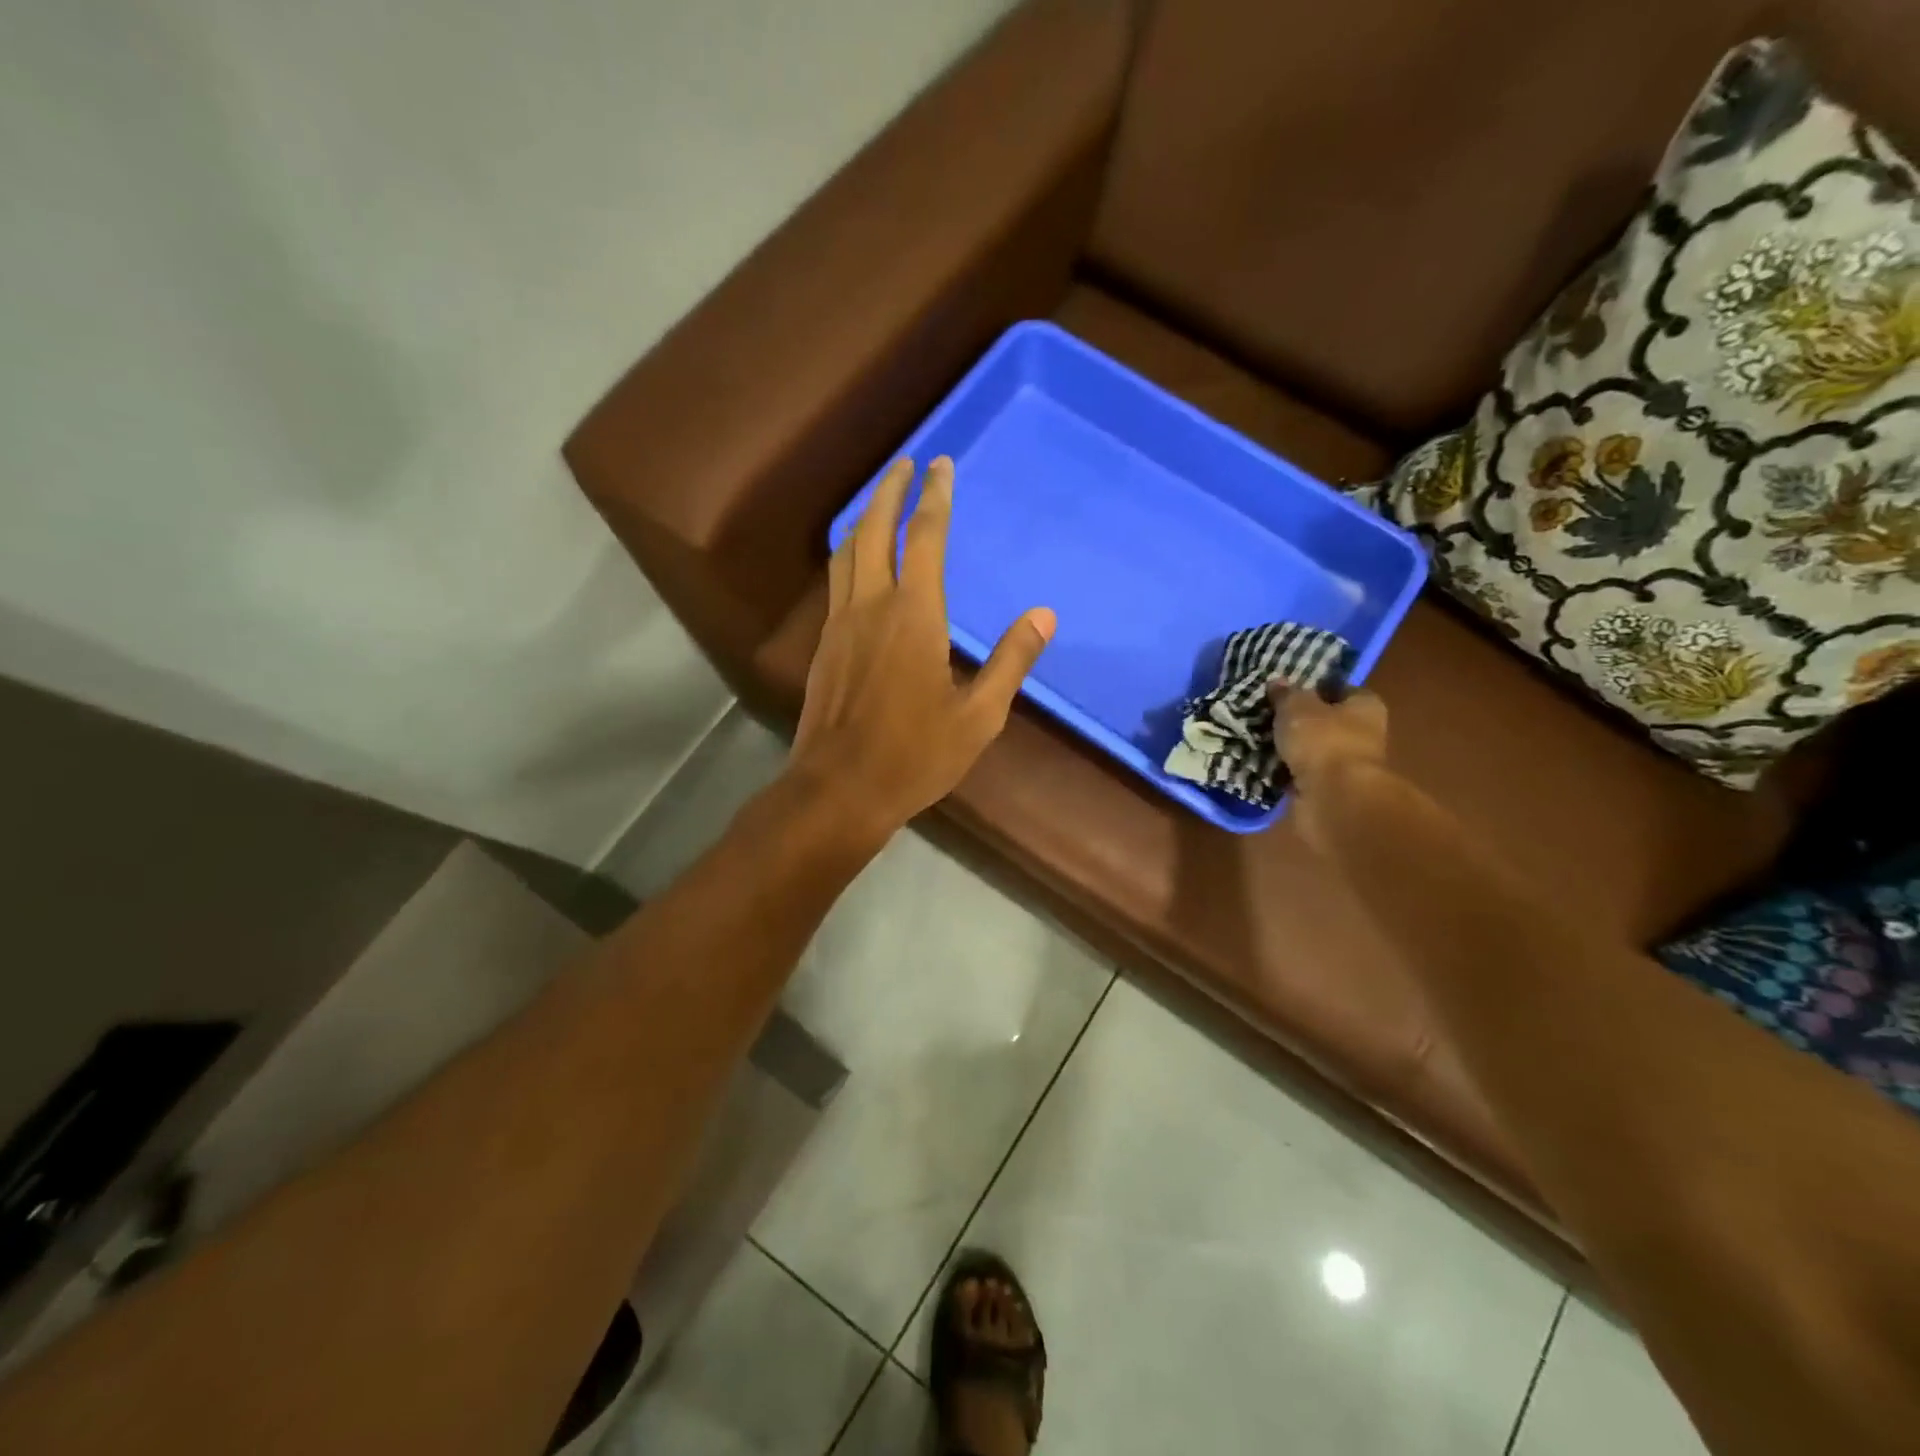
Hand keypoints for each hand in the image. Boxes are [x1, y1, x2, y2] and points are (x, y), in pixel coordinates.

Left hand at [790, 456, 1054, 839]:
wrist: (840, 789)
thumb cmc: (915, 755)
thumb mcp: (978, 716)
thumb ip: (1010, 662)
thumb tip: (1044, 616)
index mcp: (914, 616)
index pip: (925, 538)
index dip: (934, 497)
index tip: (940, 465)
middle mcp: (871, 606)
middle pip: (875, 530)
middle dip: (891, 491)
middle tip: (906, 463)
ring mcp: (840, 624)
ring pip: (847, 553)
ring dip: (866, 518)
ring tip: (881, 500)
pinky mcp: (824, 646)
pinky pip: (836, 581)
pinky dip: (850, 554)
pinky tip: (858, 563)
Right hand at [1269, 684, 1389, 850]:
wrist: (1333, 799)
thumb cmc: (1324, 741)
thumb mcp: (1297, 707)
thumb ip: (1287, 694)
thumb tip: (1278, 682)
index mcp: (1365, 706)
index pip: (1342, 689)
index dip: (1317, 687)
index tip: (1289, 689)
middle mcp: (1362, 734)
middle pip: (1327, 721)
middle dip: (1301, 720)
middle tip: (1268, 714)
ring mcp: (1346, 765)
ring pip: (1312, 750)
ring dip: (1291, 748)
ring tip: (1259, 738)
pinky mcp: (1328, 790)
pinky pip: (1301, 774)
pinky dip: (1286, 771)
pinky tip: (1263, 764)